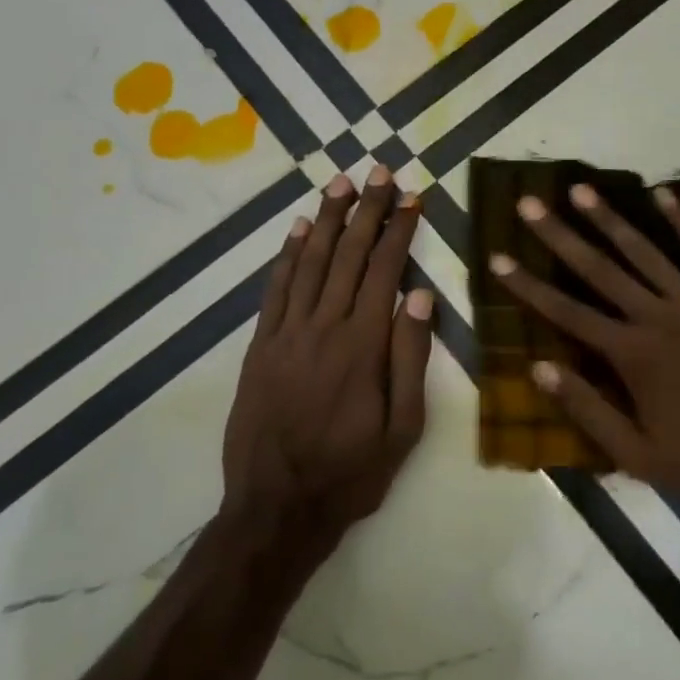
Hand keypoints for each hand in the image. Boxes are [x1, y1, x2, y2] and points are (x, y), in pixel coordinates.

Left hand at [222, 167, 432, 554]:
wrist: (277, 508)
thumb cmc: (351, 472)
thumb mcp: (403, 427)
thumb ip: (410, 358)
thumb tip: (420, 297)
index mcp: (363, 345)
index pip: (386, 271)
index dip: (400, 230)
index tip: (411, 198)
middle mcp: (324, 327)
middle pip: (349, 255)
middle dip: (367, 210)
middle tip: (379, 171)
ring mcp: (286, 334)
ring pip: (310, 262)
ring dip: (327, 220)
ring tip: (341, 184)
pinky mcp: (260, 346)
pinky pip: (275, 290)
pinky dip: (287, 256)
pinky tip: (298, 230)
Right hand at [490, 182, 679, 511]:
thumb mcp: (637, 455)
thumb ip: (587, 409)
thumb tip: (538, 368)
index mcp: (631, 355)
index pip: (566, 312)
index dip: (528, 286)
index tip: (498, 257)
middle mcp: (656, 316)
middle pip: (598, 269)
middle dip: (559, 235)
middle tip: (529, 203)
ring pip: (644, 251)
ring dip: (609, 218)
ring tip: (580, 189)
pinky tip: (664, 194)